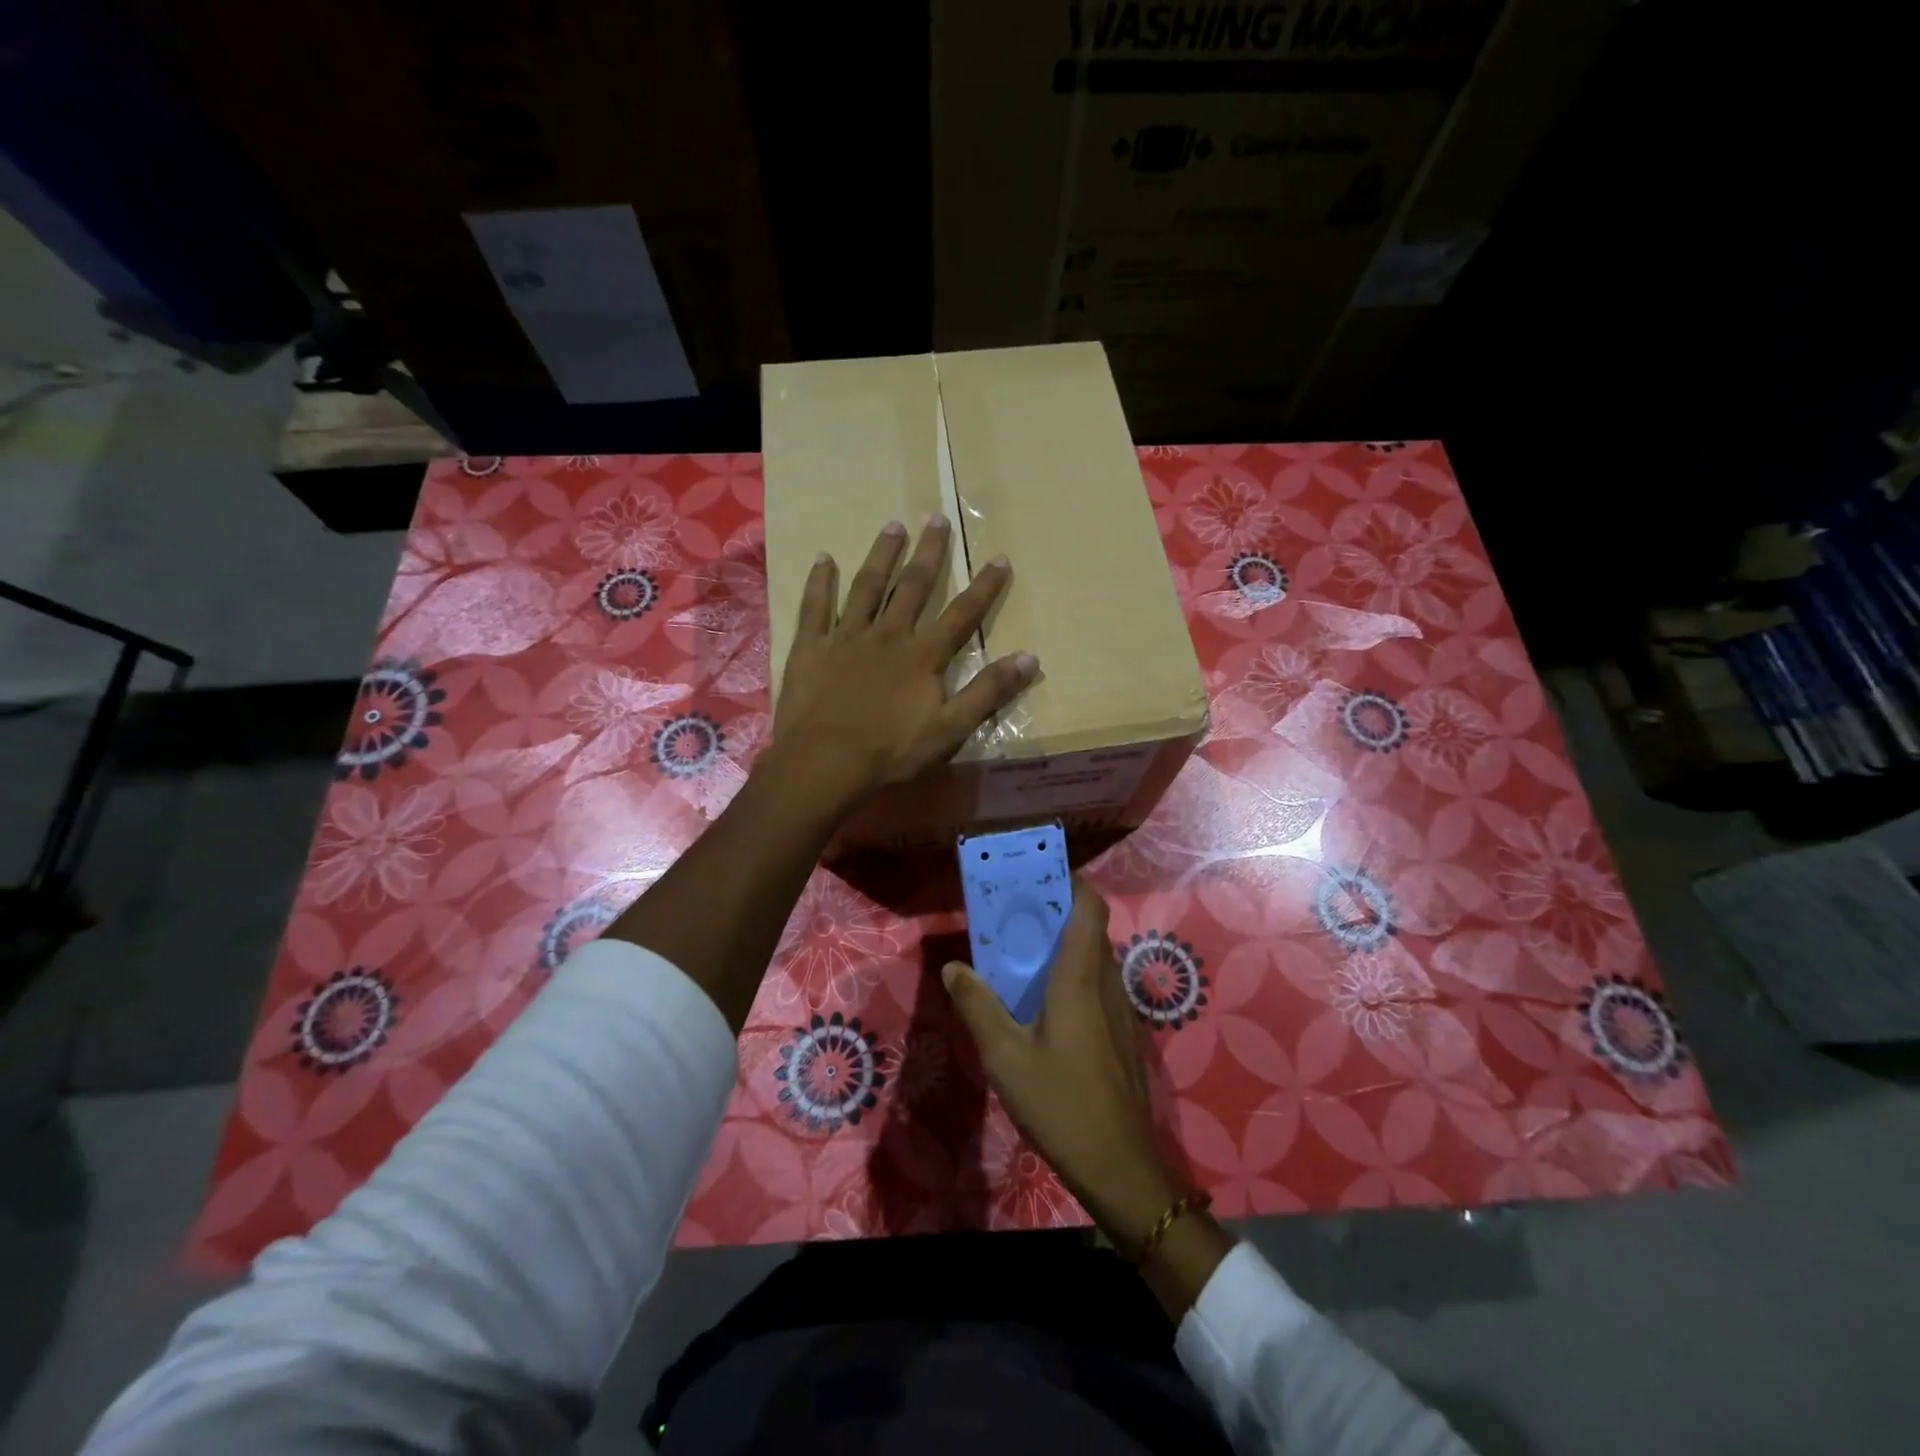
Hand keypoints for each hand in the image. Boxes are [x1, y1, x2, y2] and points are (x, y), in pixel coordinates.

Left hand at [772, 515, 1036, 806]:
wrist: (825, 762)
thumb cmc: (890, 751)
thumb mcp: (950, 729)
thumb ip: (988, 692)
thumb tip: (1030, 658)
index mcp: (922, 656)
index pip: (961, 615)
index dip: (983, 587)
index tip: (999, 558)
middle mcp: (887, 635)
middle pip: (911, 587)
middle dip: (928, 553)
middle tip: (936, 518)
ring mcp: (846, 637)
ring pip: (866, 587)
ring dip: (881, 555)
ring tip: (892, 525)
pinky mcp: (811, 647)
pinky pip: (815, 607)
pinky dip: (819, 581)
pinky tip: (823, 557)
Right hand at [942, 879, 1185, 1258]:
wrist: (1120, 1166)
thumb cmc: (1060, 1103)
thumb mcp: (1004, 1056)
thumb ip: (978, 1006)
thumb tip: (954, 967)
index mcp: (1080, 978)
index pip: (1090, 908)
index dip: (1071, 883)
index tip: (1039, 876)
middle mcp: (1106, 983)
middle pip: (1091, 930)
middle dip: (1058, 913)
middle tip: (1016, 916)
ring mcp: (1120, 1011)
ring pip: (1096, 959)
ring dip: (1066, 947)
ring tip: (1024, 956)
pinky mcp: (1123, 1035)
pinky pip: (1100, 986)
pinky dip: (1075, 976)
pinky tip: (1045, 1006)